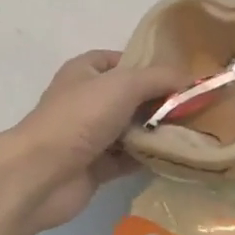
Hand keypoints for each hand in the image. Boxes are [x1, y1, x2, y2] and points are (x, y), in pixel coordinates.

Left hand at [4, 50, 184, 232]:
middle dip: (159, 102)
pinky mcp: (94, 168)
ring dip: (156, 132)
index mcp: (84, 72)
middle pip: (130, 97)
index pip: (120, 61)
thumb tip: (190, 79)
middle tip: (193, 107)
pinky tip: (174, 157)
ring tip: (191, 132)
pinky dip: (147, 158)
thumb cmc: (79, 117)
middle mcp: (86, 101)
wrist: (41, 174)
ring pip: (131, 130)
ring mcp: (89, 136)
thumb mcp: (124, 85)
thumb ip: (159, 78)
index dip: (147, 65)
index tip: (178, 77)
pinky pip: (128, 159)